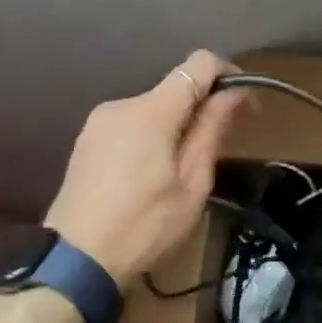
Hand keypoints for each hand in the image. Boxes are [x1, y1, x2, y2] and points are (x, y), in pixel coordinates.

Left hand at [46, 50, 248, 287]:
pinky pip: (132, 125)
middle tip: (219, 151)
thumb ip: (211, 131)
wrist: (76, 259)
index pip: (199, 63)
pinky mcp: (87, 140)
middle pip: (175, 88)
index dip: (229, 74)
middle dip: (203, 109)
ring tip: (183, 172)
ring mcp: (99, 121)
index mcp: (152, 111)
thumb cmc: (144, 226)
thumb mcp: (192, 184)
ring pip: (154, 108)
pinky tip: (152, 176)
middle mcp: (123, 104)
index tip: (246, 104)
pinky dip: (153, 137)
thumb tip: (233, 93)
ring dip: (177, 126)